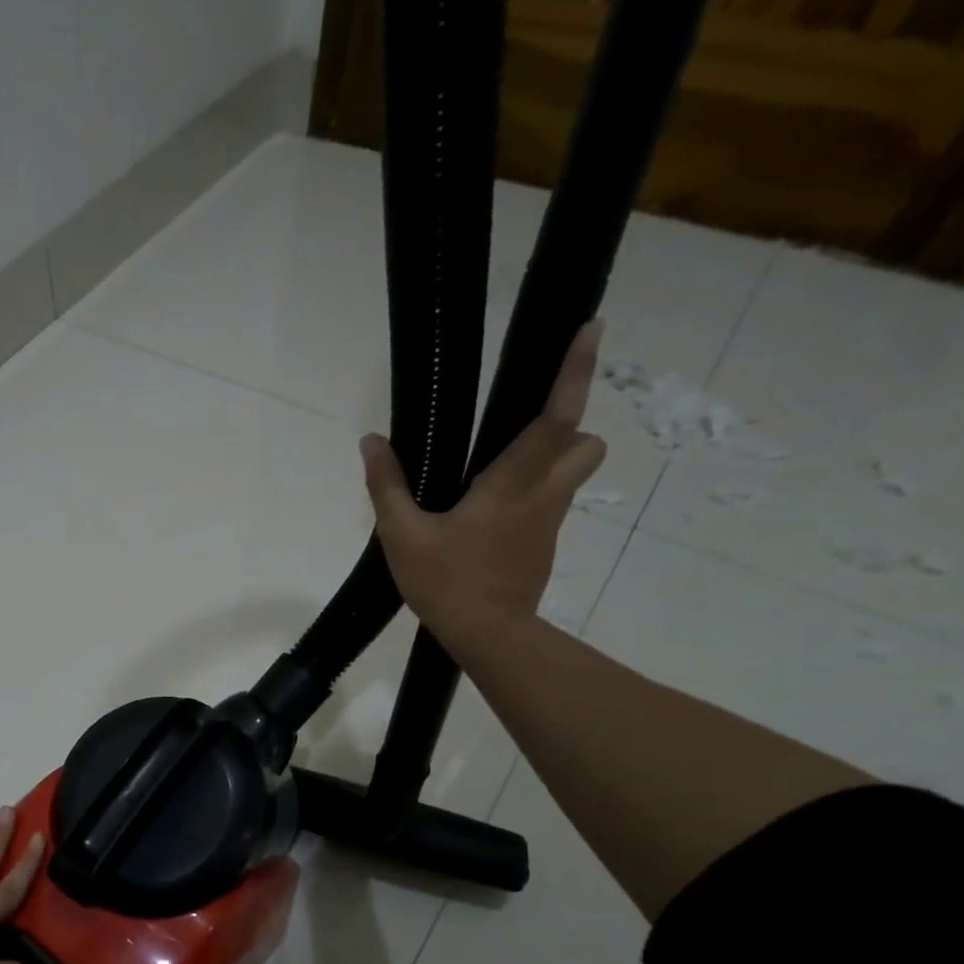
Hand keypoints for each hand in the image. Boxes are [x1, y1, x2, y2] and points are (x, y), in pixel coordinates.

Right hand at [363, 321, 605, 647]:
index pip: (555, 417)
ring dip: (553, 461)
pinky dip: (533, 498)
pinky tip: (491, 519)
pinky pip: (550, 506)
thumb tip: (370, 441)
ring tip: (502, 474)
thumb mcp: (402, 535)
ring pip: (573, 474)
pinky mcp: (544, 547)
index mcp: (511, 484)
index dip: (575, 371)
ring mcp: (549, 523)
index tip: (592, 327)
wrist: (487, 636)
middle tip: (527, 430)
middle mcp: (543, 495)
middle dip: (570, 427)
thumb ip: (386, 486)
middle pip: (586, 442)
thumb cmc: (446, 582)